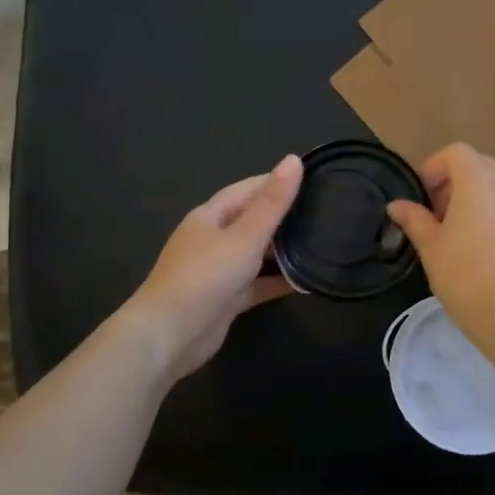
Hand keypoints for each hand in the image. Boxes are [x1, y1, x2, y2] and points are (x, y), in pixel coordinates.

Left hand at [127, 155, 302, 380]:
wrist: (170, 335)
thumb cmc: (205, 277)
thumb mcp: (244, 236)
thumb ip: (272, 203)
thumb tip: (293, 159)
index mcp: (210, 216)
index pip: (248, 189)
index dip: (276, 182)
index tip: (311, 179)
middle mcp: (212, 239)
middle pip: (252, 221)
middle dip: (283, 217)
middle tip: (324, 212)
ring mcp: (218, 271)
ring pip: (256, 254)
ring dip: (283, 251)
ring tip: (321, 243)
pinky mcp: (226, 299)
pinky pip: (257, 284)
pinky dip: (278, 281)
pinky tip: (306, 281)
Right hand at [386, 143, 494, 339]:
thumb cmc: (464, 272)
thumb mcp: (430, 246)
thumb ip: (414, 219)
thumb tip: (396, 206)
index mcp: (480, 179)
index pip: (456, 153)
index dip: (434, 168)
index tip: (421, 197)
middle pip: (479, 167)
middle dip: (454, 185)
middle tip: (435, 217)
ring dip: (475, 202)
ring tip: (457, 237)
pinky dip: (494, 220)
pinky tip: (482, 254)